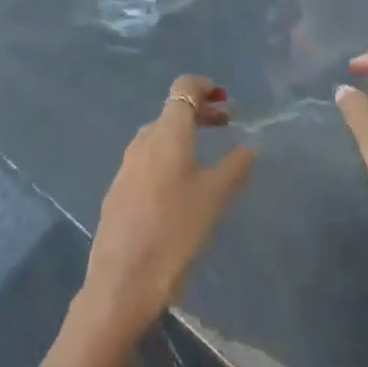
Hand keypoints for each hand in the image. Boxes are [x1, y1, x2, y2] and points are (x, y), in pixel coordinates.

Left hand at [82, 75, 254, 335]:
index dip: (204, 86)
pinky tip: (182, 184)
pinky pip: (148, 159)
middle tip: (227, 122)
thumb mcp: (214, 198)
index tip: (226, 98)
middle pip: (171, 112)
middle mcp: (142, 142)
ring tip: (208, 154)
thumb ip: (234, 167)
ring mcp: (126, 166)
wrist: (122, 280)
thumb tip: (248, 147)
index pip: (182, 88)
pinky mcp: (119, 190)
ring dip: (184, 135)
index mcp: (166, 134)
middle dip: (200, 112)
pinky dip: (169, 156)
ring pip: (158, 136)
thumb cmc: (175, 232)